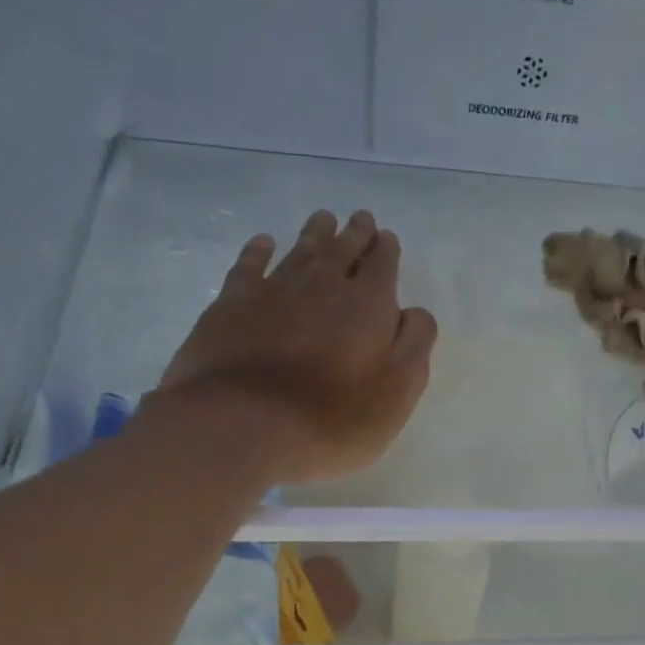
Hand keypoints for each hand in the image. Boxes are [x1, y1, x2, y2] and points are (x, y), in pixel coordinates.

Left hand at [149, 210, 436, 484]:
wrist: (242, 425)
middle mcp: (323, 285)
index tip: (387, 239)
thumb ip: (413, 346)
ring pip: (301, 250)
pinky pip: (250, 264)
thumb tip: (413, 312)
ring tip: (324, 219)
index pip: (382, 266)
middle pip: (343, 250)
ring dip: (316, 233)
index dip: (386, 251)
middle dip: (356, 234)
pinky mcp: (232, 303)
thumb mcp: (396, 394)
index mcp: (368, 306)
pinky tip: (264, 243)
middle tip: (361, 219)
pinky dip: (260, 250)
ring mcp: (274, 290)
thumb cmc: (332, 421)